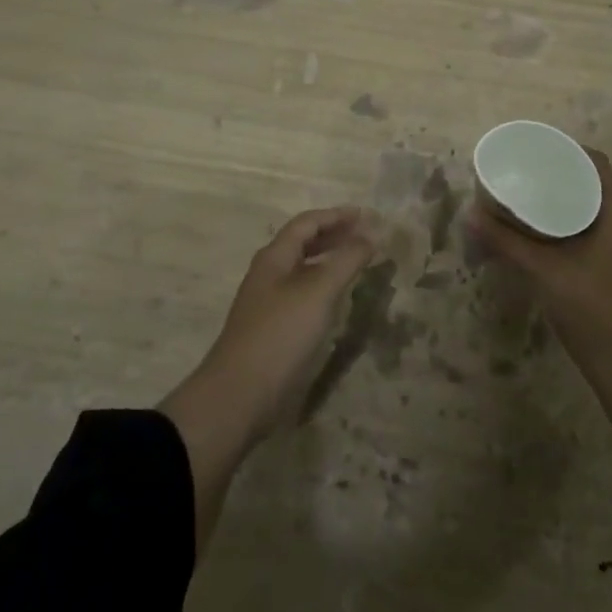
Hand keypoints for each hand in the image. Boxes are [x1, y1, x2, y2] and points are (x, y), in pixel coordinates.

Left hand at [160, 207, 377, 554]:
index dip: (336, 216)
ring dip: (330, 260)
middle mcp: (269, 274)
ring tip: (357, 262)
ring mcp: (269, 303)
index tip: (367, 215)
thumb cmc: (280, 335)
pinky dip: (324, 286)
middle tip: (366, 235)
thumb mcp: (318, 292)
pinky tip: (338, 299)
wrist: (239, 396)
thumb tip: (371, 234)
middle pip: (302, 243)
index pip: (307, 223)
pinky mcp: (273, 329)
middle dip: (334, 235)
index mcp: (274, 258)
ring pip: (303, 269)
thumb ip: (346, 260)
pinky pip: (303, 294)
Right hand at [467, 149, 611, 353]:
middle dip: (559, 170)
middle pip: (591, 181)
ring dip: (560, 194)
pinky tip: (533, 223)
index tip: (541, 147)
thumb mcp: (543, 270)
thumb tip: (470, 214)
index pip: (600, 165)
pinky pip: (582, 224)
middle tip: (525, 166)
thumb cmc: (588, 306)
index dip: (573, 149)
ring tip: (525, 188)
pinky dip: (560, 216)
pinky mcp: (602, 260)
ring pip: (586, 204)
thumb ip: (506, 242)